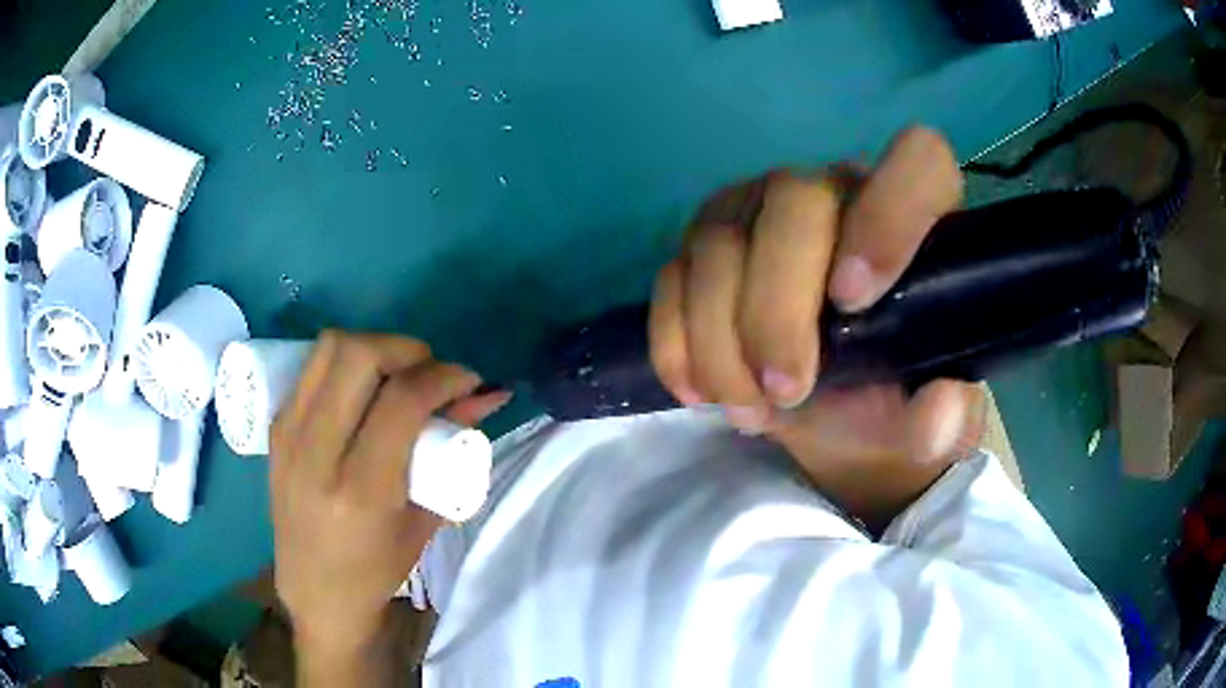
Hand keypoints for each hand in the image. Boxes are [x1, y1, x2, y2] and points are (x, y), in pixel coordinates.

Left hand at [269, 332, 510, 660]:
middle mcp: (315, 454)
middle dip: (406, 349)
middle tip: (428, 373)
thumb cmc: (377, 569)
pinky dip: (346, 363)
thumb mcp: (426, 518)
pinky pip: (313, 368)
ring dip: (373, 347)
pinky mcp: (276, 427)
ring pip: (329, 348)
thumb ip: (454, 452)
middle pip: (357, 355)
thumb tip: (485, 397)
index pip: (401, 400)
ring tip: (396, 375)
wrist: (315, 590)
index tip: (467, 382)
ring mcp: (288, 435)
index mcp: (359, 491)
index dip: (443, 376)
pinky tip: (364, 390)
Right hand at [649, 128, 983, 527]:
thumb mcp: (922, 423)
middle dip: (778, 309)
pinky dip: (677, 343)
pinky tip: (698, 391)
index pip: (918, 160)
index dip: (890, 214)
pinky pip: (671, 277)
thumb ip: (947, 423)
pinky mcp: (703, 243)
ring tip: (748, 410)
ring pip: (718, 242)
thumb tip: (942, 411)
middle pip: (793, 201)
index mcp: (909, 217)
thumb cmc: (884, 396)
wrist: (820, 402)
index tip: (855, 301)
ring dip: (721, 341)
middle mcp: (831, 191)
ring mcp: (757, 210)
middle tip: (786, 391)